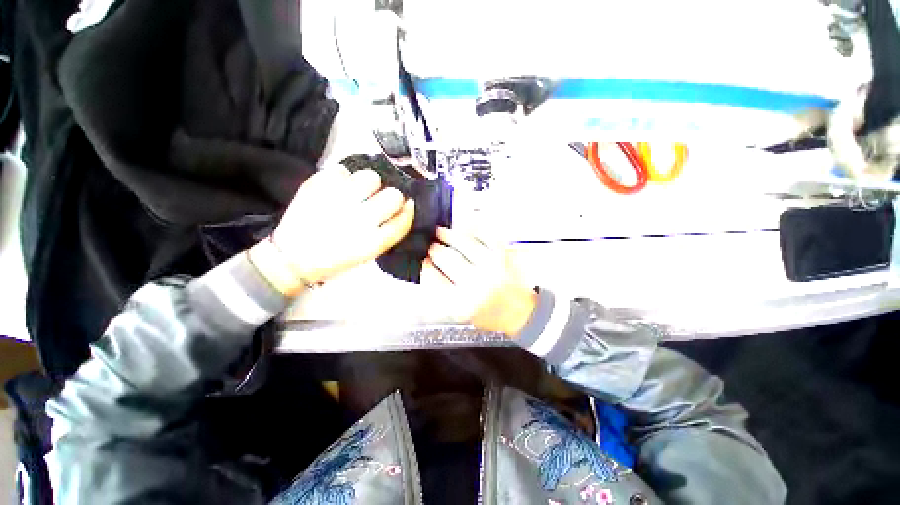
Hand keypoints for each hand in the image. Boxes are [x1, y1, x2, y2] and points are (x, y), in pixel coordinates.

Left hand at [261, 166, 414, 292]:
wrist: (293, 258)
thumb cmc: (337, 258)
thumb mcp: (369, 253)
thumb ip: (389, 232)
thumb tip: (403, 207)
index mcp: (373, 242)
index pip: (403, 218)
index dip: (408, 210)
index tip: (406, 205)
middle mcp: (359, 221)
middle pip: (393, 196)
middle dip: (391, 197)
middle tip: (378, 201)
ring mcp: (337, 202)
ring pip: (370, 177)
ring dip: (368, 184)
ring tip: (357, 192)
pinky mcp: (316, 188)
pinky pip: (341, 170)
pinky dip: (342, 177)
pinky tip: (337, 189)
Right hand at [422, 227, 536, 336]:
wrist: (518, 313)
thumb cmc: (488, 314)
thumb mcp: (459, 312)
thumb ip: (442, 291)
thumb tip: (428, 266)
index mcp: (462, 302)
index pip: (434, 278)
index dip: (426, 266)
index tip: (424, 260)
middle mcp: (476, 283)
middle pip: (446, 256)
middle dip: (435, 249)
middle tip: (432, 246)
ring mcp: (491, 266)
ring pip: (462, 242)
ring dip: (448, 234)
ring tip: (441, 232)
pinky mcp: (503, 255)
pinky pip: (483, 234)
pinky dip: (471, 229)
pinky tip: (463, 229)